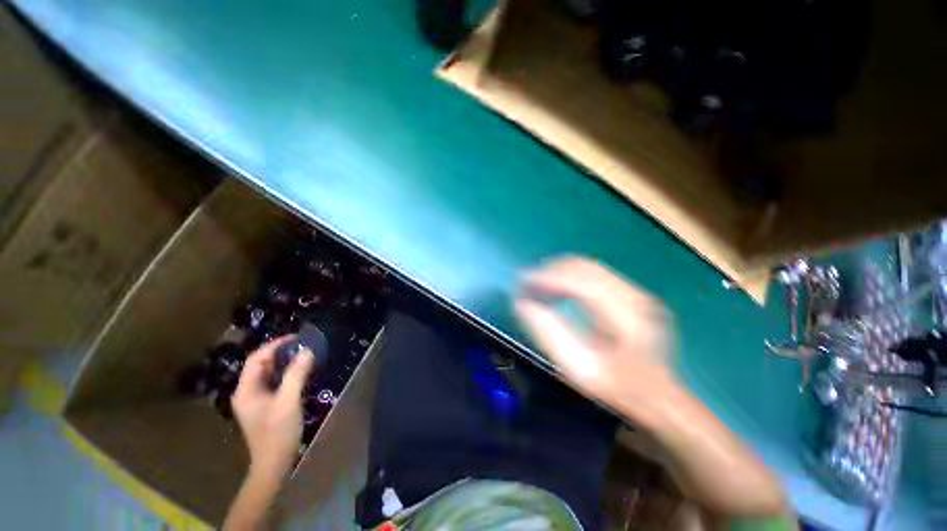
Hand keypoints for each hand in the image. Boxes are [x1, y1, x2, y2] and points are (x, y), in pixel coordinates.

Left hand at [232, 336, 314, 480]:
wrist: (274, 464)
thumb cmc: (278, 432)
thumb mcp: (289, 401)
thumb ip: (297, 374)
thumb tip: (308, 351)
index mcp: (246, 389)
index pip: (257, 358)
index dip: (276, 345)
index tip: (297, 337)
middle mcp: (247, 392)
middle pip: (261, 364)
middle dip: (281, 352)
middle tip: (304, 344)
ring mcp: (255, 400)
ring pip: (268, 373)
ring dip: (285, 362)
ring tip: (304, 354)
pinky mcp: (265, 405)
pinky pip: (274, 382)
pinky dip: (286, 373)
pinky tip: (300, 372)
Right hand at [514, 256, 677, 412]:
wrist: (658, 394)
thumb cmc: (618, 387)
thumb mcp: (579, 369)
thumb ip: (549, 335)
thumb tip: (522, 305)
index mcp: (627, 318)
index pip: (582, 283)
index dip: (549, 278)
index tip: (523, 281)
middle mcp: (635, 297)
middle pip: (585, 268)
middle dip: (551, 271)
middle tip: (527, 283)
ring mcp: (636, 292)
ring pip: (589, 266)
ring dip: (559, 271)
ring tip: (538, 284)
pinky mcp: (632, 292)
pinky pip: (595, 273)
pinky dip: (571, 276)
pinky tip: (557, 287)